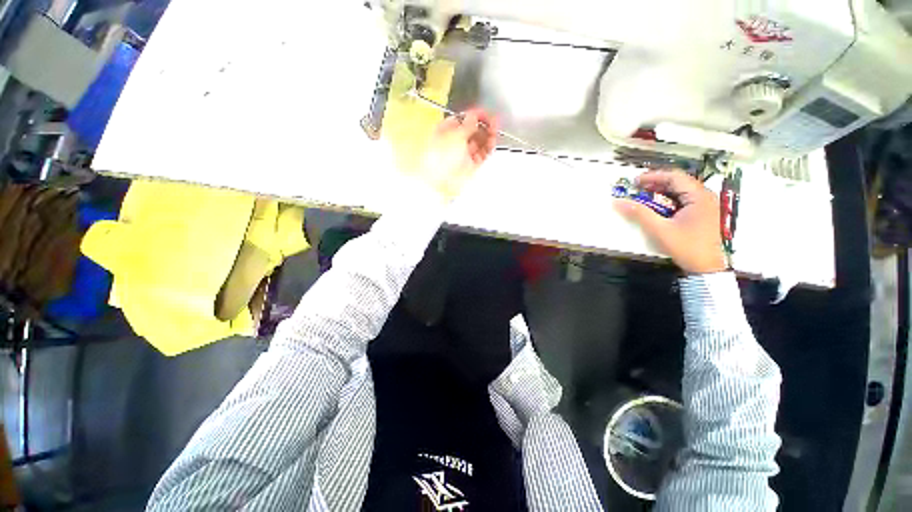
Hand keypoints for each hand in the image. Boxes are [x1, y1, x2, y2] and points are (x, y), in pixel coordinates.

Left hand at [419, 109, 498, 202]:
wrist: (441, 182)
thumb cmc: (440, 159)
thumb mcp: (455, 135)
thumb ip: (467, 124)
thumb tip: (474, 116)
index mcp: (445, 132)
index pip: (462, 120)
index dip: (474, 116)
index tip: (485, 113)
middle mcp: (454, 143)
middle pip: (472, 131)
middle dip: (483, 126)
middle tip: (493, 122)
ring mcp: (463, 155)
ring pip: (478, 142)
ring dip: (487, 136)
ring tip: (495, 132)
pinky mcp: (471, 166)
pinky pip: (482, 154)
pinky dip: (488, 148)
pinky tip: (492, 142)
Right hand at [614, 170, 726, 274]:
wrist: (706, 267)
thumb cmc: (685, 246)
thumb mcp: (659, 230)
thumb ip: (639, 213)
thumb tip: (617, 202)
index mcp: (699, 196)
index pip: (675, 177)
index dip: (653, 176)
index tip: (634, 182)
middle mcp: (705, 196)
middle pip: (679, 182)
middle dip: (656, 182)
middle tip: (636, 188)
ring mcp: (705, 205)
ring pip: (681, 190)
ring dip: (662, 190)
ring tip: (644, 195)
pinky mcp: (702, 213)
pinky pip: (684, 199)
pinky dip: (668, 199)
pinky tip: (657, 205)